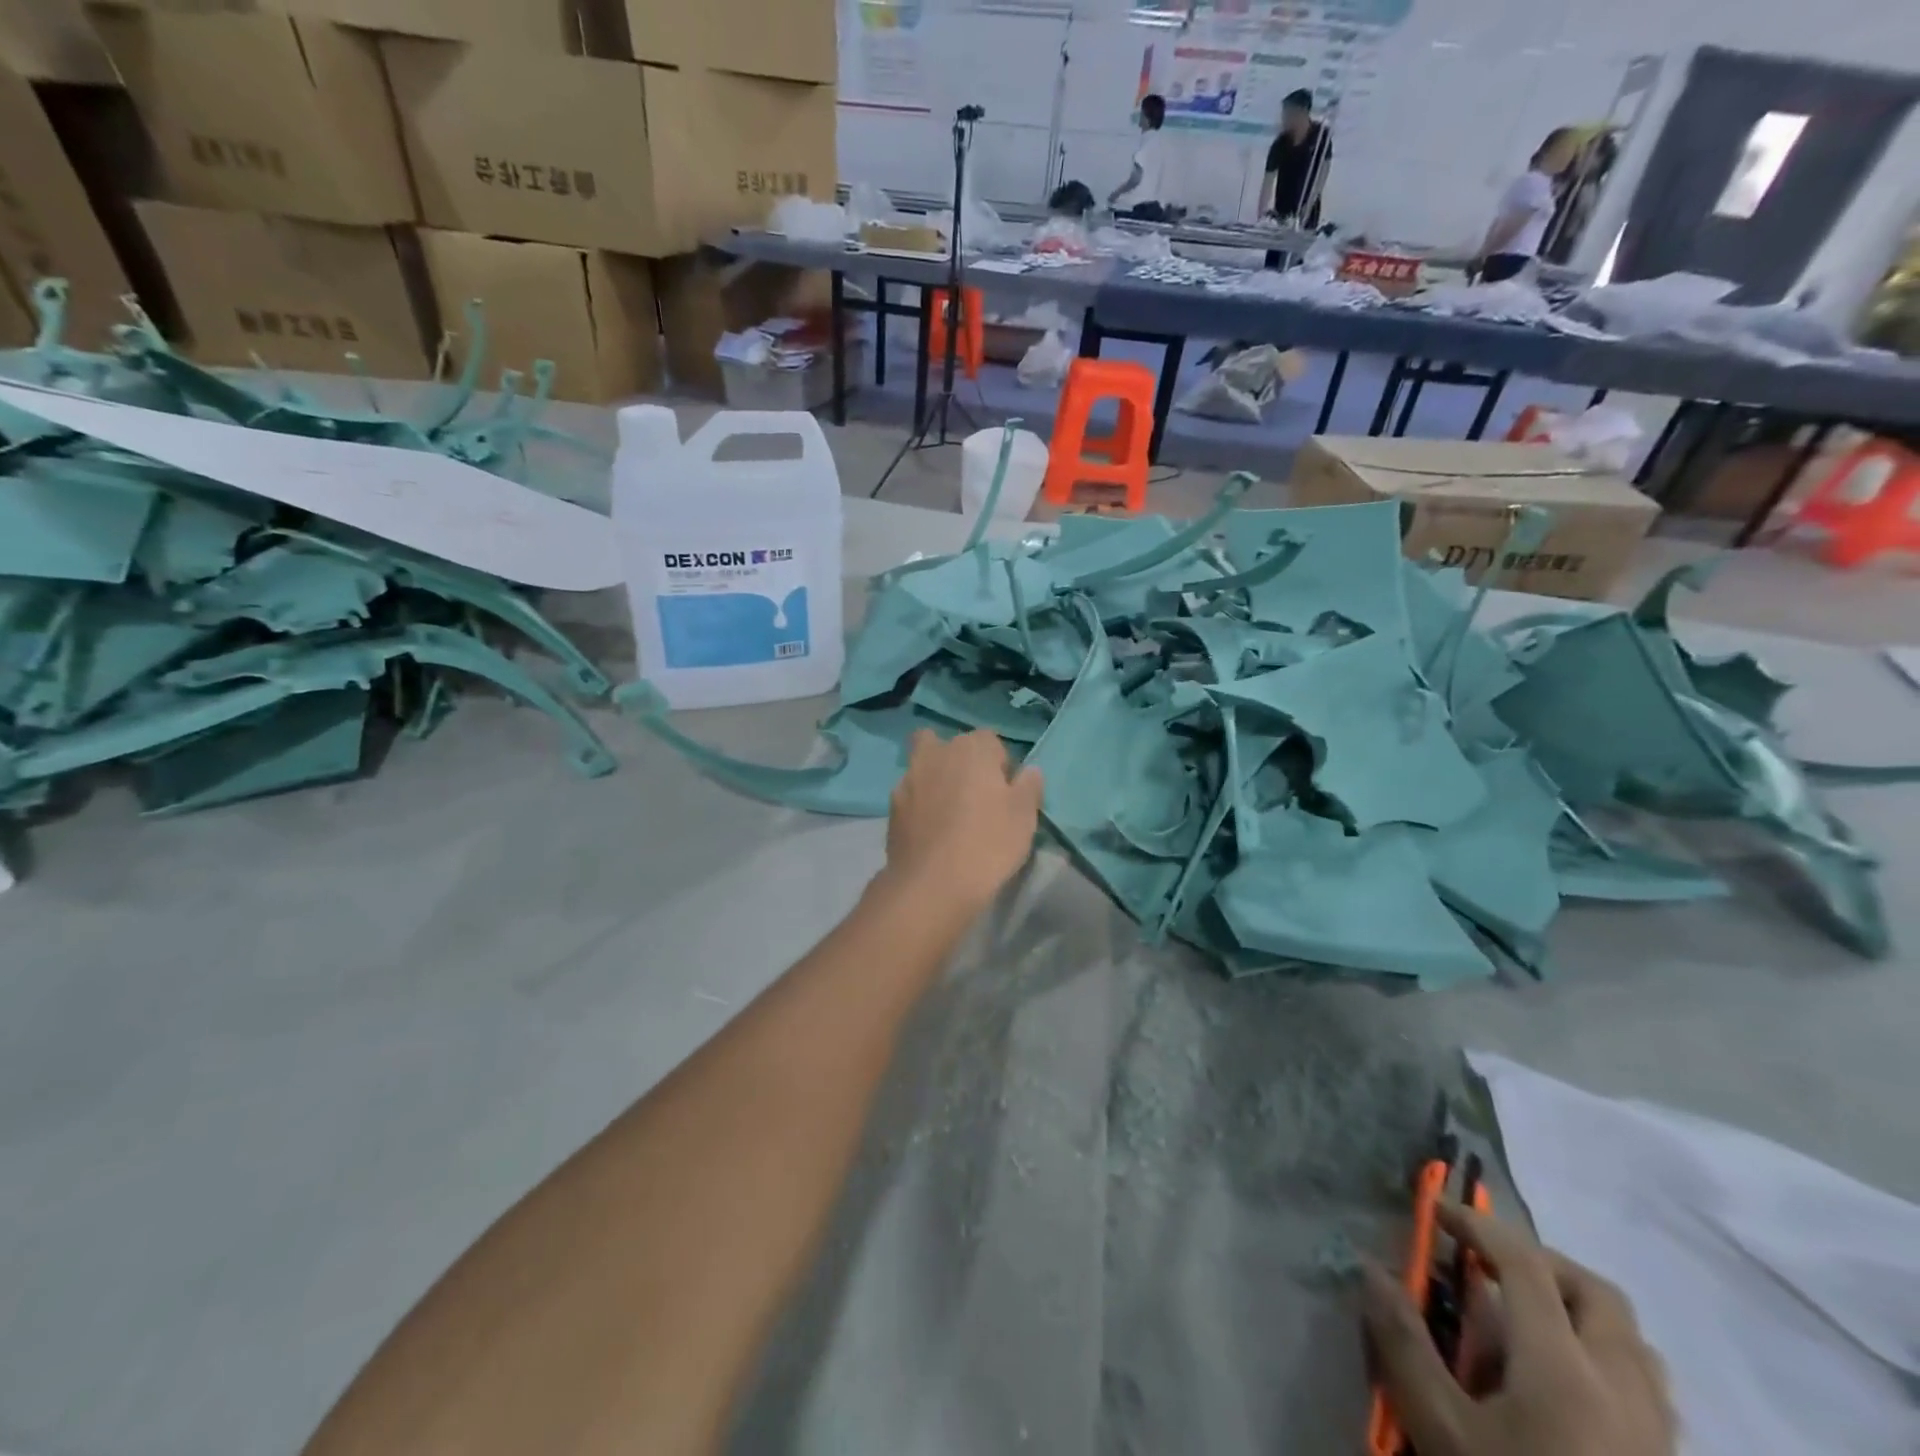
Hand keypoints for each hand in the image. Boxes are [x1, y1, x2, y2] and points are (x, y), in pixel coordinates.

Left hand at [882, 730, 1042, 914]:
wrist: (932, 884)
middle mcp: (937, 753)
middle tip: (976, 797)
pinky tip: (931, 831)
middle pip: (951, 747)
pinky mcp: (892, 806)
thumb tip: (1029, 771)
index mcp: (972, 748)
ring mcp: (909, 779)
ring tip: (950, 814)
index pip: (991, 742)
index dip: (1000, 766)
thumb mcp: (1024, 816)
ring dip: (936, 780)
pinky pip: (911, 795)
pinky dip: (920, 804)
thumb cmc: (988, 843)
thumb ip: (1029, 786)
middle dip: (962, 763)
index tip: (1006, 794)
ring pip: (925, 766)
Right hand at [1364, 1202, 1676, 1455]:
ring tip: (1525, 1320)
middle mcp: (1622, 1388)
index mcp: (1565, 1368)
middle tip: (1486, 1265)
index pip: (1523, 1262)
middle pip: (1594, 1292)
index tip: (1436, 1210)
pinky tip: (1564, 1385)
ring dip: (1576, 1307)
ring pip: (1631, 1340)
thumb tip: (1373, 1268)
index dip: (1477, 1225)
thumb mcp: (1441, 1428)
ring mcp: (1657, 1434)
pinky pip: (1645, 1386)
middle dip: (1537, 1261)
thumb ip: (1405, 1342)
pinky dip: (1602, 1355)